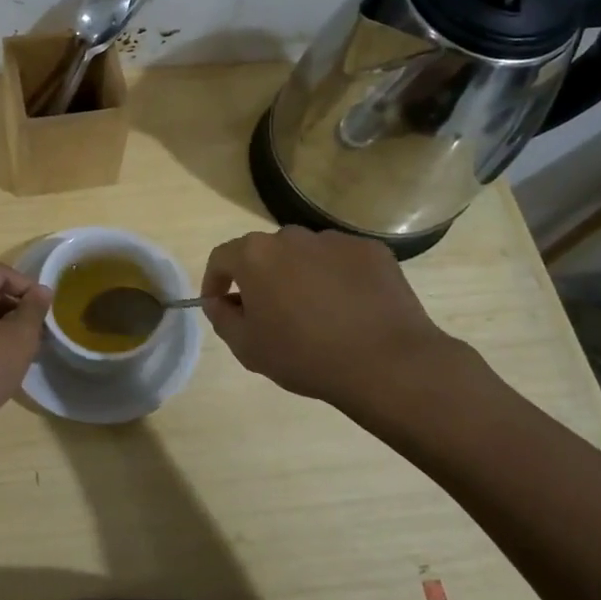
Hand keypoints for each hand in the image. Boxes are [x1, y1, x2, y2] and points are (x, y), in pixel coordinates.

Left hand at [0, 263, 51, 444]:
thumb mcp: (18, 339)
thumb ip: (33, 310)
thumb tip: (42, 290)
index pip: (0, 272)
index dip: (27, 285)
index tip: (46, 309)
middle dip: (16, 306)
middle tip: (38, 330)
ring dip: (3, 325)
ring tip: (24, 348)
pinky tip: (1, 361)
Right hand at [200, 227, 473, 423]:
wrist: (386, 363)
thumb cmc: (304, 356)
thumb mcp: (247, 348)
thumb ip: (222, 318)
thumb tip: (218, 302)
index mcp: (255, 255)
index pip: (222, 257)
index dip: (214, 281)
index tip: (219, 304)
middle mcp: (292, 236)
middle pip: (265, 253)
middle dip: (261, 278)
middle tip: (270, 313)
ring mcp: (335, 240)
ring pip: (305, 255)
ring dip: (299, 276)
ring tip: (315, 312)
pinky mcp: (371, 251)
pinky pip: (342, 261)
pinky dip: (337, 278)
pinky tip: (349, 309)